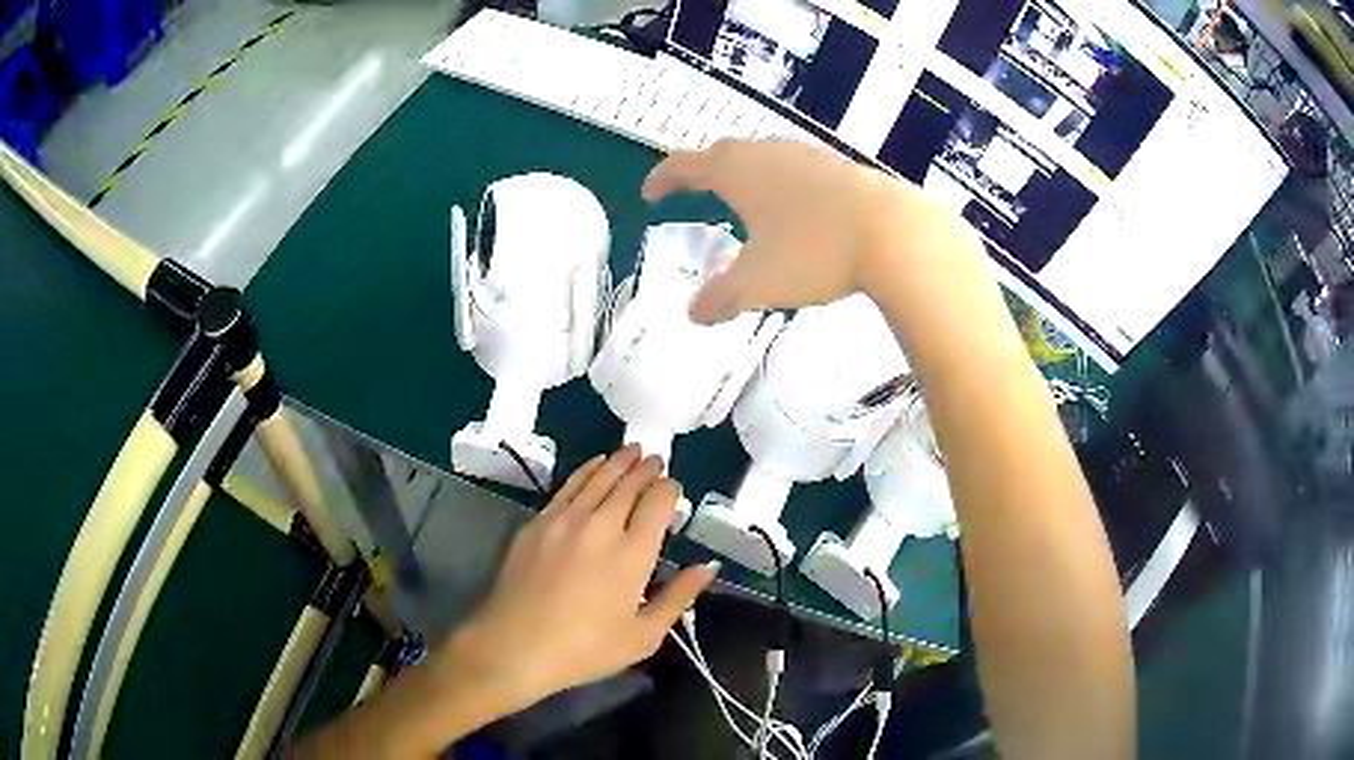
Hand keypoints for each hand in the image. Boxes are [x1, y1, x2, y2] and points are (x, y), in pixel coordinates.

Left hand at [441, 444, 716, 710]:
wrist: (515, 645)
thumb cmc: (586, 648)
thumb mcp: (644, 635)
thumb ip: (678, 597)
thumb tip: (708, 566)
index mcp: (633, 553)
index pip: (658, 502)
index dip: (670, 489)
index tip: (674, 488)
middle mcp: (601, 525)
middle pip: (629, 483)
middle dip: (647, 468)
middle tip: (657, 459)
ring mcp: (565, 519)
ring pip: (598, 477)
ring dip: (619, 461)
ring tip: (633, 450)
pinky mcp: (538, 522)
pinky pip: (568, 486)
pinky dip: (587, 470)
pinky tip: (594, 465)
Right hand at [643, 140, 964, 323]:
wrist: (893, 233)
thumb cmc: (813, 251)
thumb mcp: (757, 283)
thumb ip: (720, 298)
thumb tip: (693, 315)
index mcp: (736, 170)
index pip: (685, 165)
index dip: (663, 179)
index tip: (650, 193)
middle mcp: (767, 152)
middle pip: (723, 154)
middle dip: (702, 173)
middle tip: (693, 192)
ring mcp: (806, 155)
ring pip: (762, 157)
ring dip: (743, 175)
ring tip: (742, 200)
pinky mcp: (839, 166)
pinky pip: (794, 168)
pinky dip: (779, 182)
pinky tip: (793, 207)